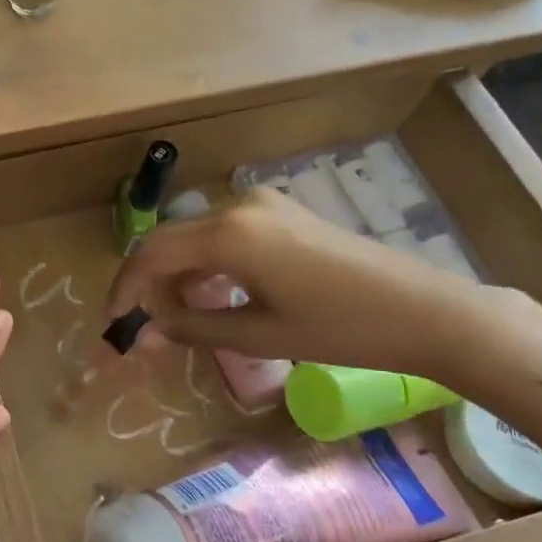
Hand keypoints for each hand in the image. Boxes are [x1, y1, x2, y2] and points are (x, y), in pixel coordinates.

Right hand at [105, 191, 487, 378]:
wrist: (427, 311)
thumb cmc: (341, 329)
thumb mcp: (259, 336)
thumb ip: (194, 328)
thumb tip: (147, 331)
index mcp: (229, 234)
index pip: (153, 253)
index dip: (126, 287)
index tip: (114, 320)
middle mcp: (238, 206)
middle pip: (169, 239)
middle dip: (149, 280)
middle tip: (144, 322)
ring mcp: (263, 205)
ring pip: (195, 235)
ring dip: (178, 272)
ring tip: (178, 315)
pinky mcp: (282, 213)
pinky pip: (224, 233)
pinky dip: (207, 262)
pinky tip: (215, 294)